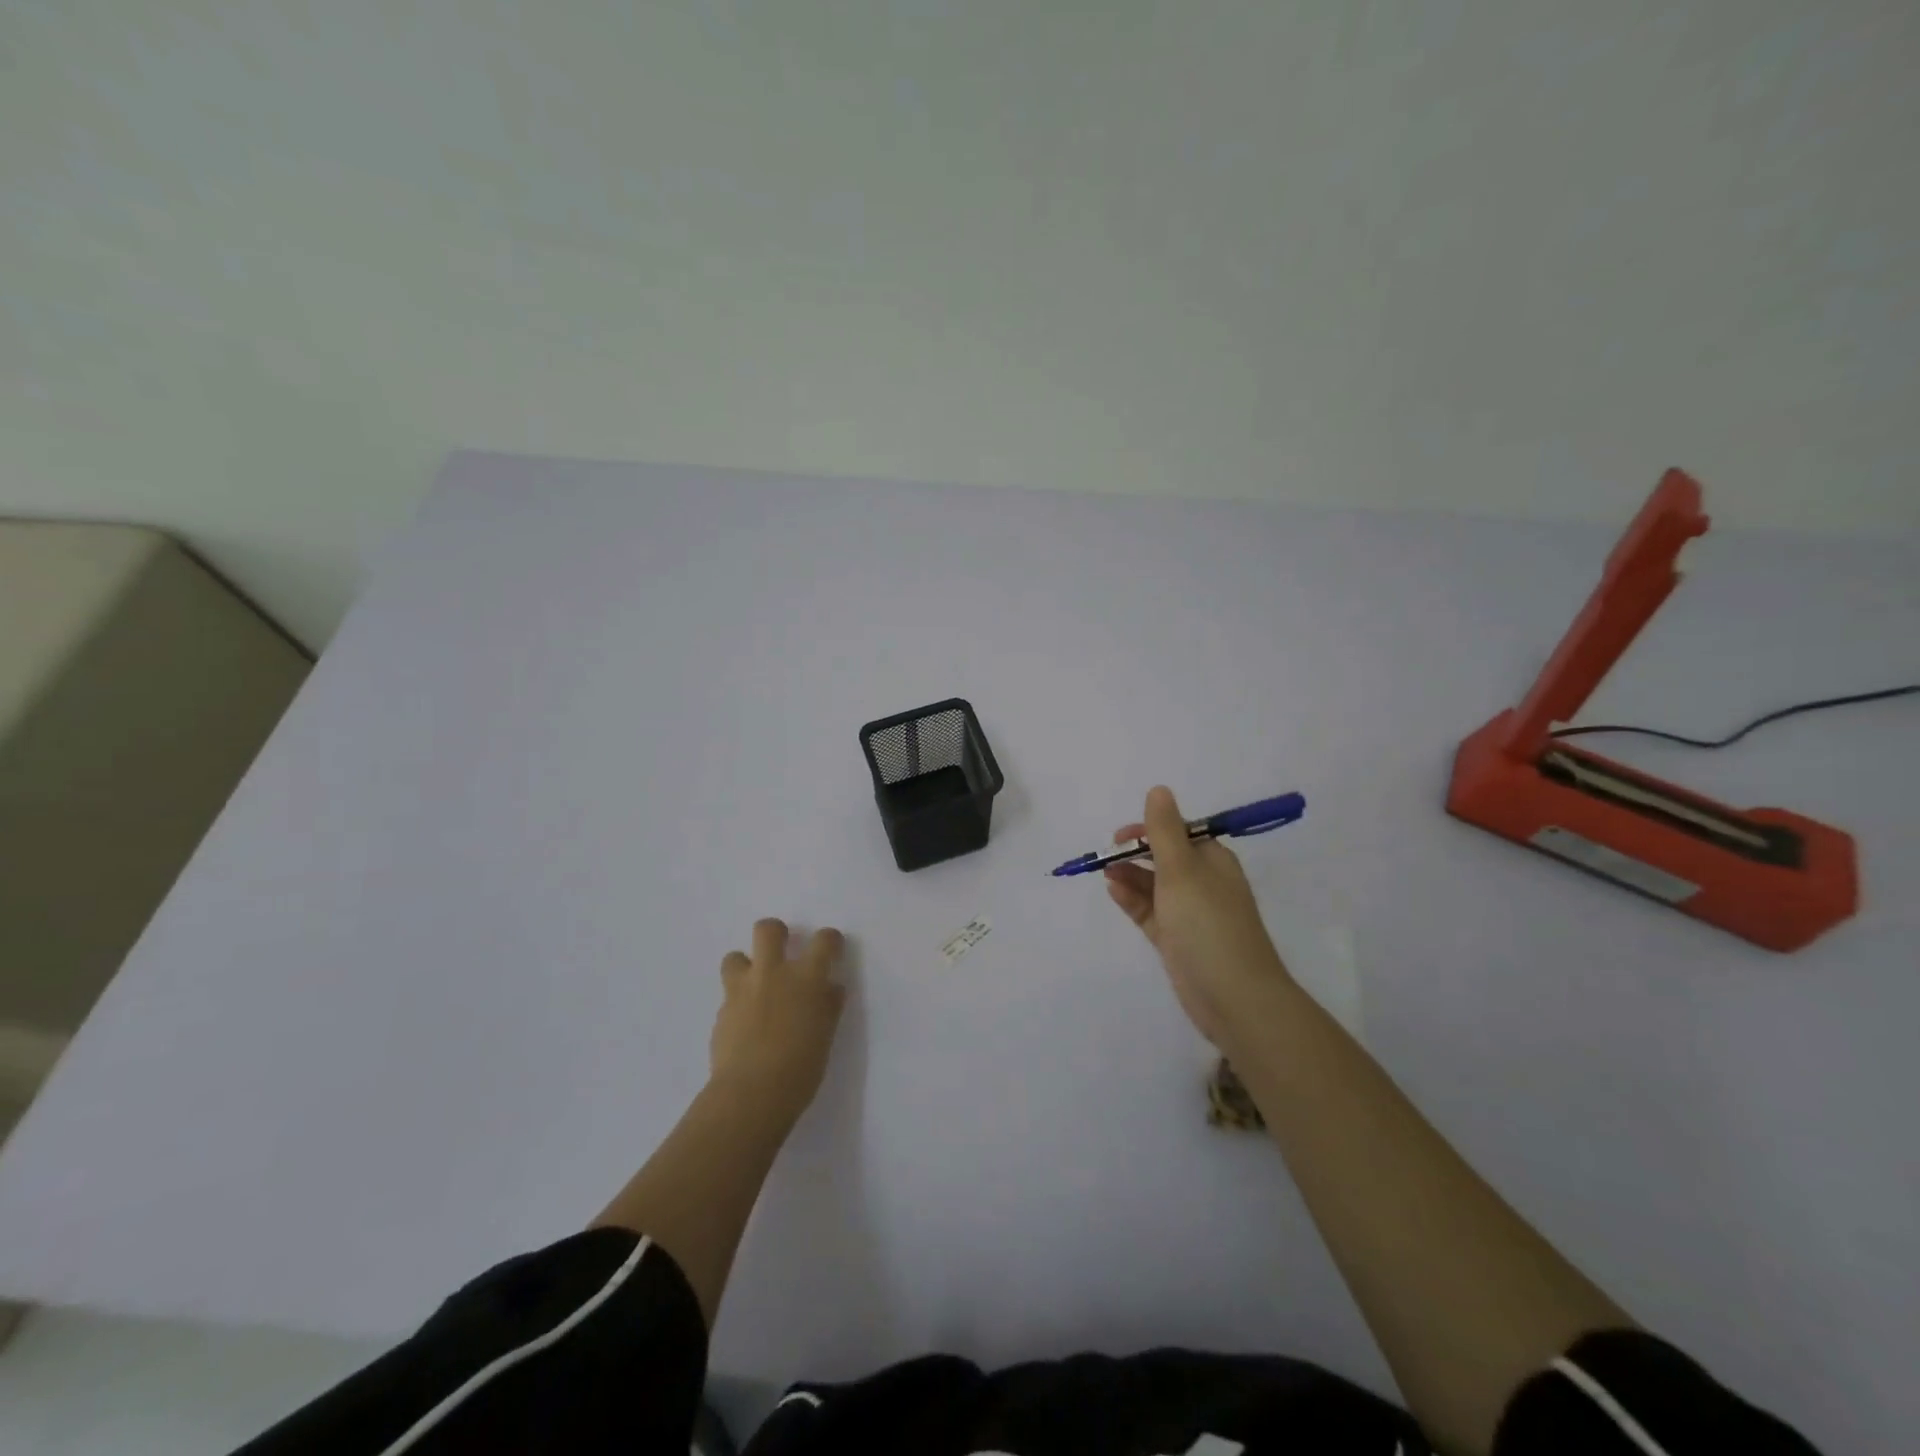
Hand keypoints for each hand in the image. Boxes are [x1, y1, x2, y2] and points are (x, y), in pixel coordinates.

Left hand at [711, 918, 846, 1119]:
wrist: (752, 1094)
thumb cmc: (801, 1069)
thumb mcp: (825, 1035)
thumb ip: (827, 1006)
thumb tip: (830, 988)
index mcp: (807, 978)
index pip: (824, 940)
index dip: (830, 940)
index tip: (831, 949)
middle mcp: (773, 974)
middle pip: (768, 929)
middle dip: (775, 933)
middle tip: (782, 950)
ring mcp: (743, 990)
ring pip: (734, 956)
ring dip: (744, 966)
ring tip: (753, 987)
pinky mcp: (722, 1012)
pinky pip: (728, 995)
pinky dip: (737, 1003)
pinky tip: (744, 1025)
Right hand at [1104, 786, 1292, 1048]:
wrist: (1235, 997)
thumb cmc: (1208, 924)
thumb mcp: (1182, 870)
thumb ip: (1164, 830)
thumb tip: (1159, 789)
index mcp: (1212, 860)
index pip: (1178, 833)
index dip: (1148, 830)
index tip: (1120, 836)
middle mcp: (1203, 883)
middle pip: (1164, 858)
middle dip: (1135, 854)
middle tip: (1107, 857)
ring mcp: (1190, 913)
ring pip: (1154, 885)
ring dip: (1130, 876)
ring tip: (1105, 875)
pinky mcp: (1177, 940)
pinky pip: (1151, 912)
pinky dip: (1133, 900)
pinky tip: (1114, 892)